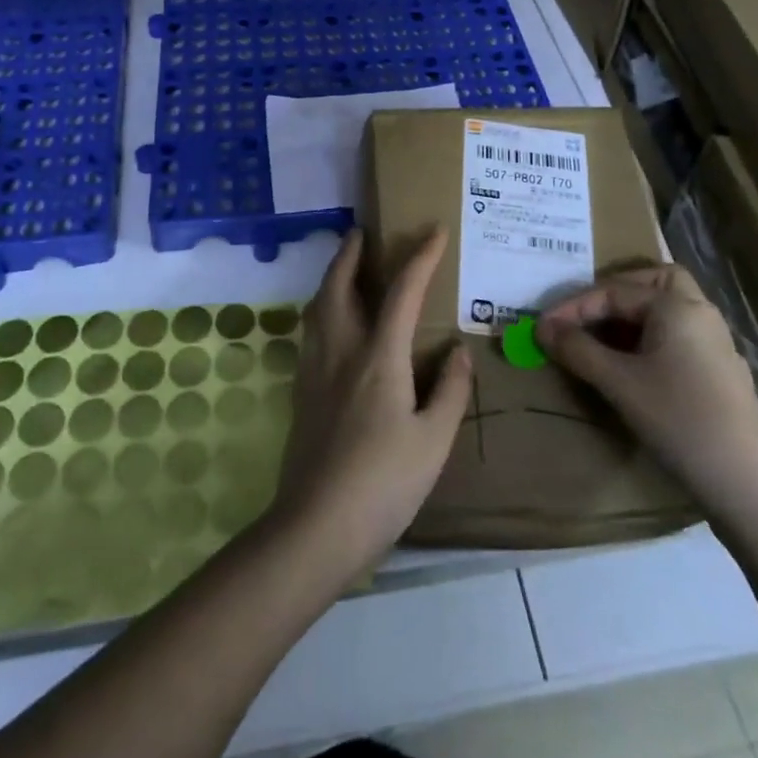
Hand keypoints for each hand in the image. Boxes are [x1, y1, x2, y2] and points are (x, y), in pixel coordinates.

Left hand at [270, 227, 472, 583]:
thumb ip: (449, 391)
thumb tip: (457, 350)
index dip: (421, 257)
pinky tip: (329, 322)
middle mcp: (341, 350)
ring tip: (343, 267)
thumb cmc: (383, 484)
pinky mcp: (300, 391)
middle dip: (351, 253)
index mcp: (378, 357)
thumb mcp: (433, 442)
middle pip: (339, 285)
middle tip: (362, 233)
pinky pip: (310, 330)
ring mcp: (314, 369)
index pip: (402, 292)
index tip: (435, 231)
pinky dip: (321, 308)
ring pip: (317, 305)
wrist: (316, 526)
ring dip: (331, 276)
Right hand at [537, 265, 757, 519]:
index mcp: (677, 305)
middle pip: (654, 282)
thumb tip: (542, 328)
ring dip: (632, 317)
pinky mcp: (720, 375)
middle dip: (615, 292)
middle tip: (584, 314)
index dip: (573, 308)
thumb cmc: (681, 421)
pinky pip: (677, 337)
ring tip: (600, 340)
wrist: (751, 488)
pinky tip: (633, 368)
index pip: (614, 290)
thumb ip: (578, 350)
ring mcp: (715, 345)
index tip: (543, 329)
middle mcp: (700, 314)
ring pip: (668, 310)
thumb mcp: (619, 383)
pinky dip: (650, 339)